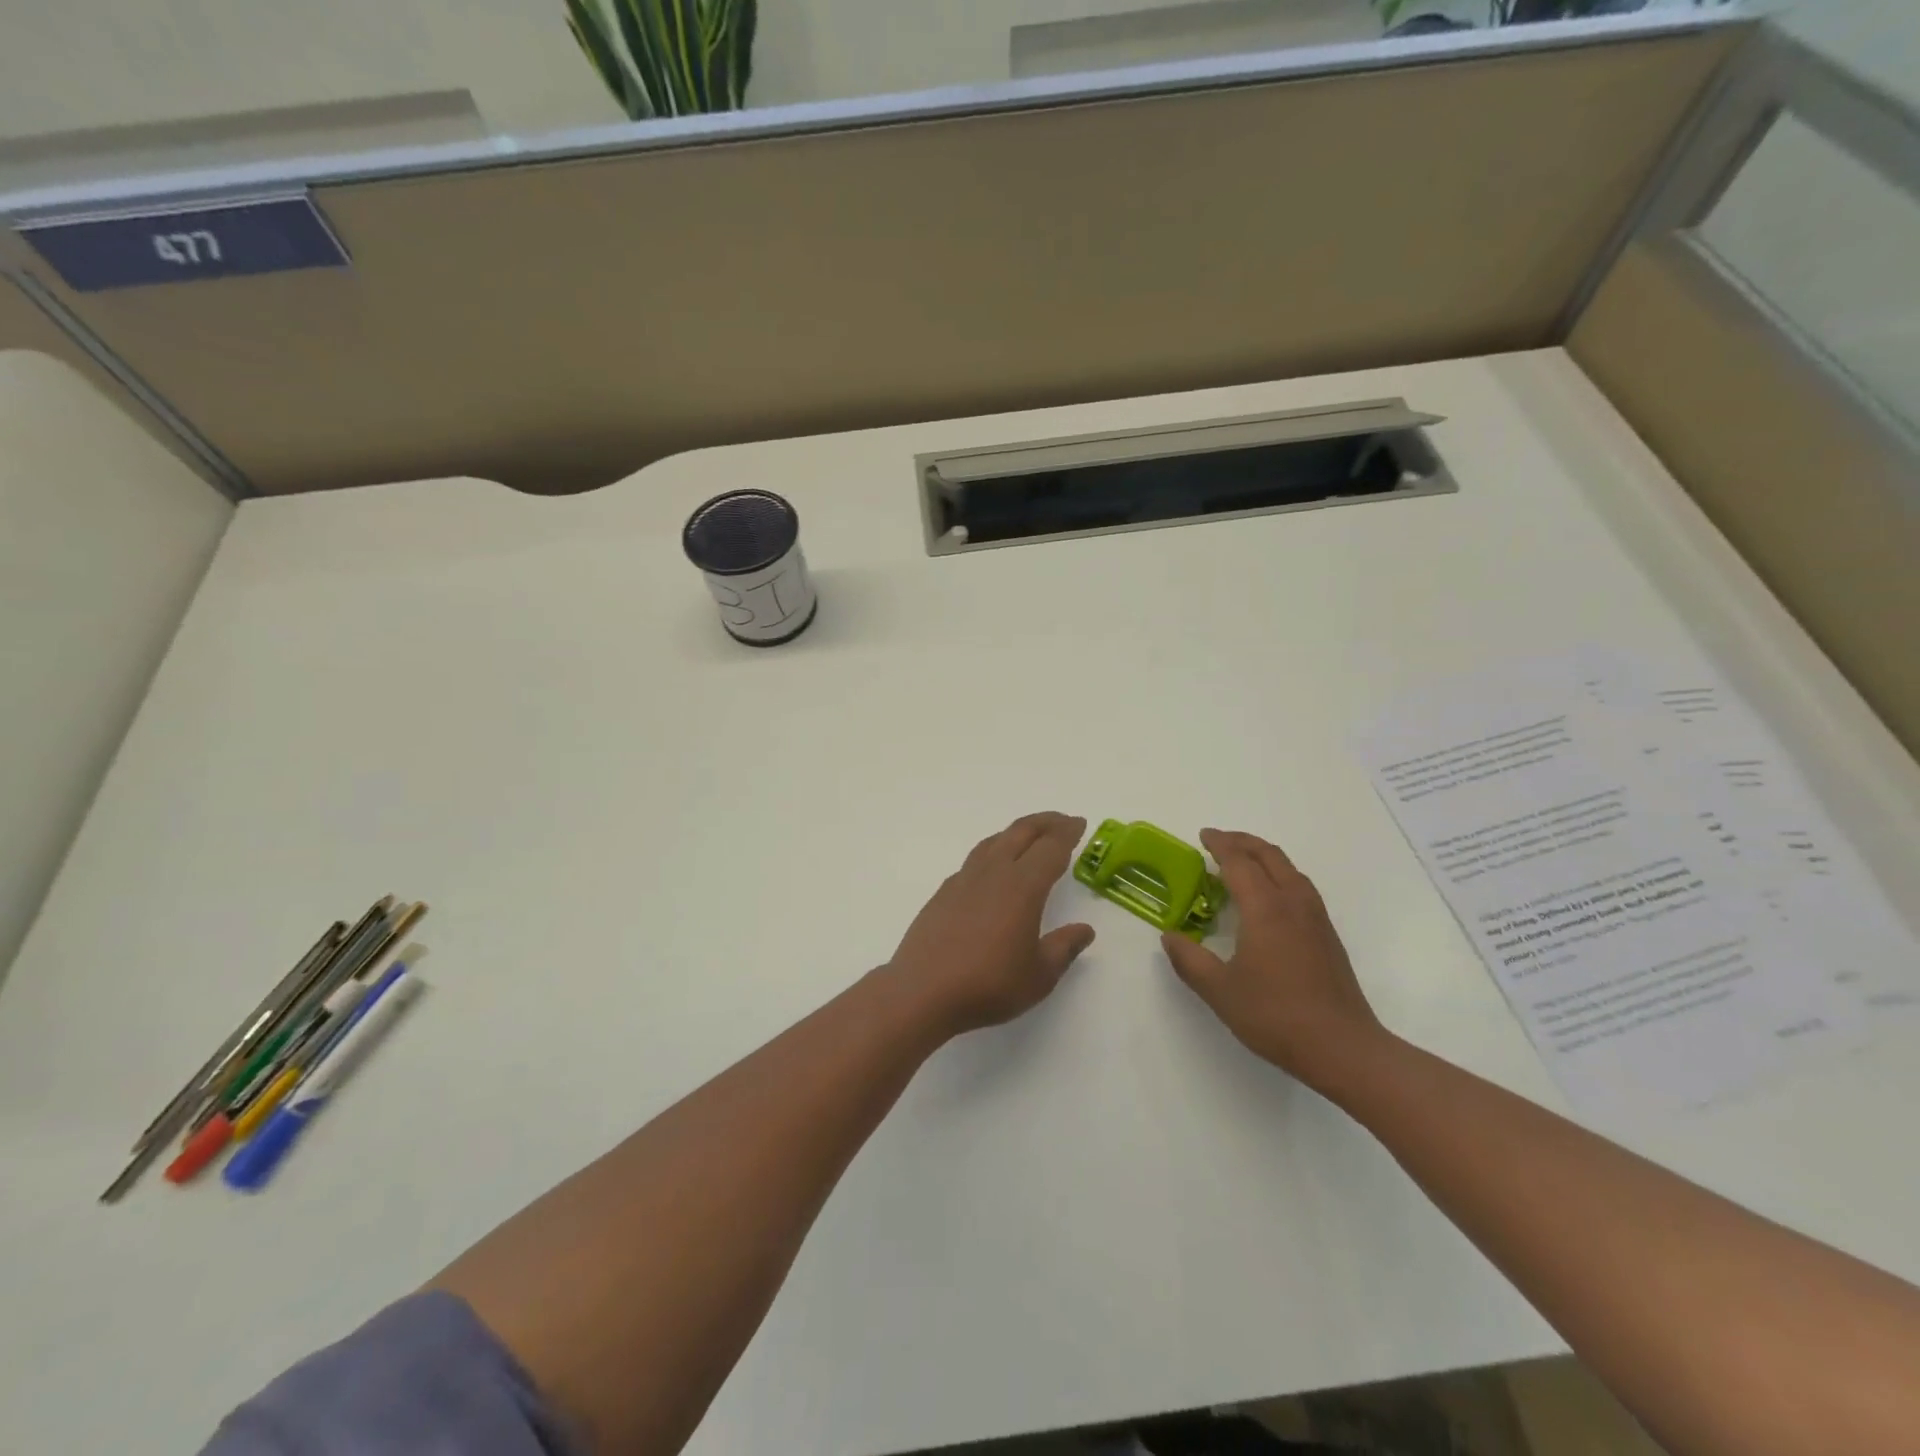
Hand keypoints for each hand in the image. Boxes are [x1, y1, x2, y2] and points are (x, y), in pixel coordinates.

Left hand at [887, 812, 1096, 1037]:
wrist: (923, 992)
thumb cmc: (989, 984)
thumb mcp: (1039, 975)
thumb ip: (1063, 948)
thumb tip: (1084, 930)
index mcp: (1022, 887)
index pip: (1050, 848)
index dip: (1067, 833)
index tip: (1079, 823)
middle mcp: (993, 874)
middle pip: (1021, 833)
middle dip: (1044, 823)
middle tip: (1062, 821)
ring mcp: (963, 881)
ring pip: (993, 842)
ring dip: (1015, 833)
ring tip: (1028, 837)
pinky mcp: (943, 893)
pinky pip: (974, 861)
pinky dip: (991, 853)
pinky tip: (991, 870)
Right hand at [1161, 829, 1383, 1087]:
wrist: (1343, 1047)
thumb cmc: (1275, 1015)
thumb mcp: (1219, 991)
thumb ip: (1189, 960)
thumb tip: (1170, 937)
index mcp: (1264, 908)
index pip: (1239, 862)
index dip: (1220, 845)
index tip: (1203, 835)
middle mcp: (1292, 903)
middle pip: (1269, 856)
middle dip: (1243, 842)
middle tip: (1219, 840)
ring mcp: (1315, 918)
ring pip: (1289, 869)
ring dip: (1264, 855)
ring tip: (1243, 861)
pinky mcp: (1328, 935)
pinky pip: (1300, 886)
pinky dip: (1279, 874)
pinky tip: (1270, 896)